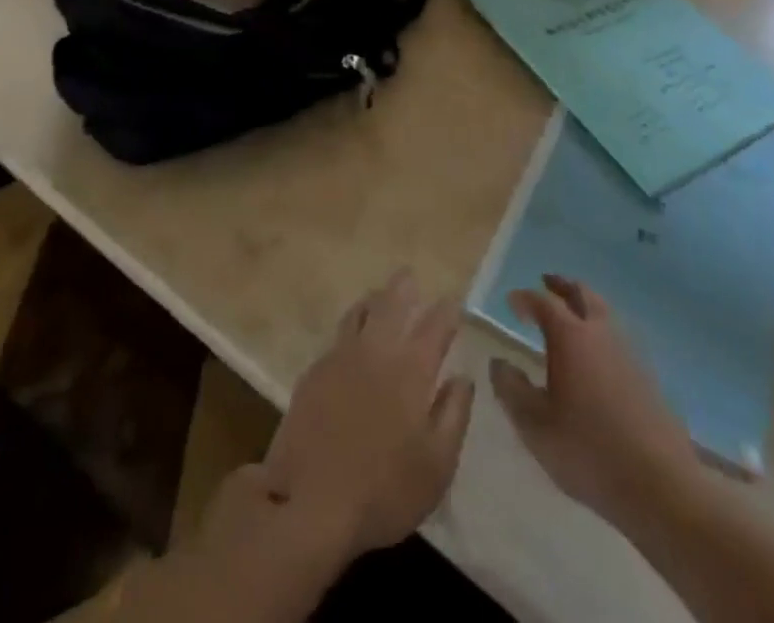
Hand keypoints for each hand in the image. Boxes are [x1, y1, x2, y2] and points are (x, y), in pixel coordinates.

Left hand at [260, 270, 474, 557]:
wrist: (310, 498)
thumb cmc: (384, 489)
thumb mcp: (437, 465)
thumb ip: (453, 415)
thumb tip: (462, 377)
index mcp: (411, 370)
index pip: (433, 328)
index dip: (445, 312)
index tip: (452, 300)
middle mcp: (376, 351)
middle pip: (391, 305)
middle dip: (403, 288)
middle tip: (409, 275)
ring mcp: (340, 356)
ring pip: (359, 312)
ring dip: (373, 299)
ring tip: (380, 294)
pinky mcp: (314, 371)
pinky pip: (338, 335)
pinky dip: (351, 324)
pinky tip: (351, 334)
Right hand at [489, 275, 696, 524]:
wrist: (662, 488)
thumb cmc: (588, 450)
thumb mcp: (534, 425)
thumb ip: (511, 389)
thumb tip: (499, 363)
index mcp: (570, 337)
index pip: (543, 303)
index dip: (525, 298)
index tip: (512, 301)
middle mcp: (601, 334)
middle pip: (582, 294)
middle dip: (562, 285)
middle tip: (547, 281)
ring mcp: (630, 355)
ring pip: (605, 314)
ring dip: (586, 306)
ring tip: (572, 315)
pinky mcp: (649, 379)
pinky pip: (619, 339)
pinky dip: (602, 333)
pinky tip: (597, 355)